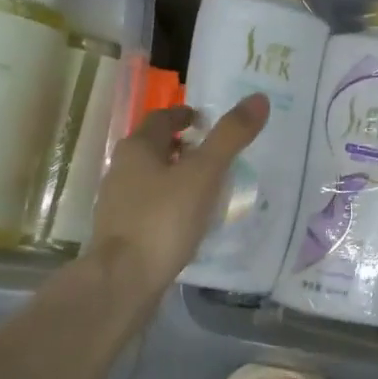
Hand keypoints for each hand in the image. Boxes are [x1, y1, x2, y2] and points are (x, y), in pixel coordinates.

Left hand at [89, 94, 268, 291]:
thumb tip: (259, 98)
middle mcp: (122, 169)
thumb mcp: (204, 174)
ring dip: (178, 176)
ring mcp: (119, 202)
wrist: (123, 280)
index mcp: (138, 148)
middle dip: (184, 147)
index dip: (187, 116)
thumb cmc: (163, 219)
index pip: (163, 118)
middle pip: (156, 147)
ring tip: (210, 188)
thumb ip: (230, 137)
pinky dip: (172, 204)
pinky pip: (152, 206)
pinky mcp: (123, 231)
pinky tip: (191, 220)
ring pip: (152, 178)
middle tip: (216, 155)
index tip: (209, 124)